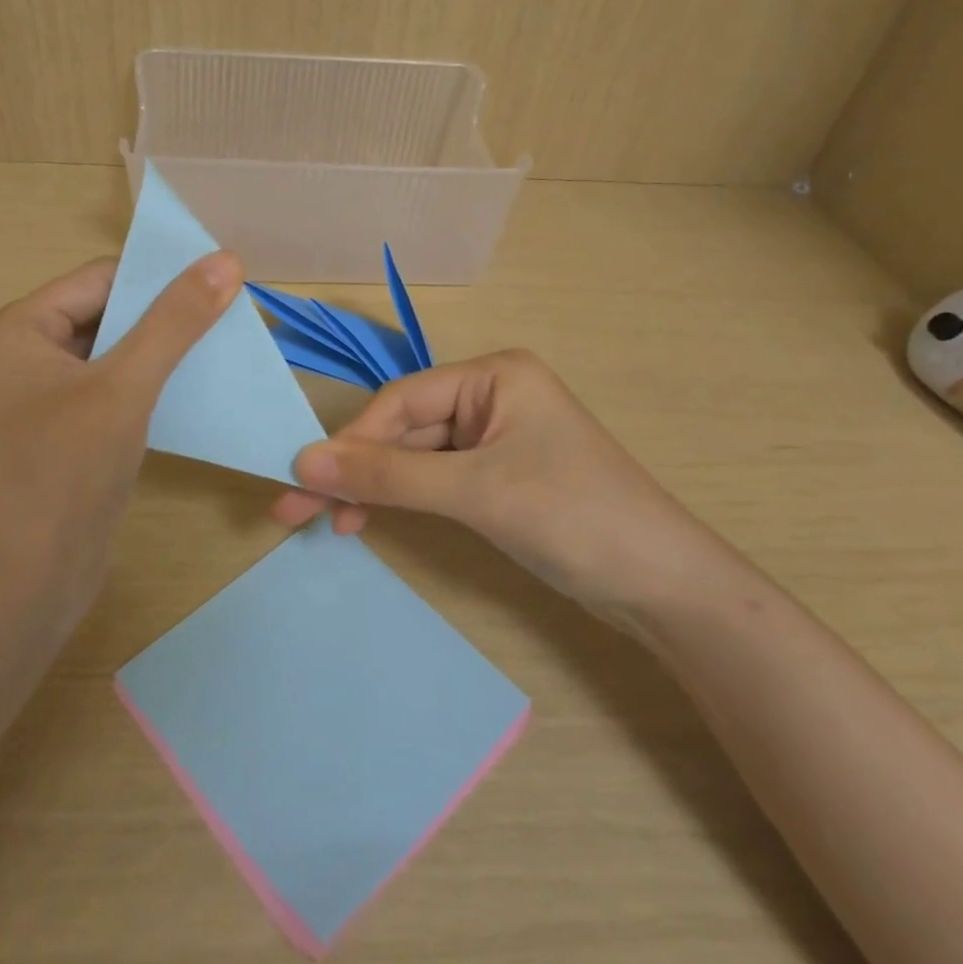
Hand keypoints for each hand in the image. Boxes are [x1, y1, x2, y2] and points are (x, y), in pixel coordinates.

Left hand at [0, 252, 242, 633]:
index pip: (101, 279)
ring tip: (222, 350)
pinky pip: (111, 394)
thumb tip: (226, 260)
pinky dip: (149, 389)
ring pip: (113, 356)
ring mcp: (40, 400)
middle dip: (165, 318)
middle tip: (231, 318)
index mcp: (18, 329)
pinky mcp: (62, 437)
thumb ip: (175, 321)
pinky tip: (194, 393)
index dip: (161, 277)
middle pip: (107, 315)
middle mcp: (23, 356)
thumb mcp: (125, 386)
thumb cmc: (62, 472)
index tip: (223, 283)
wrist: (22, 585)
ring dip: (162, 354)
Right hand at [270, 350, 729, 619]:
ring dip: (374, 488)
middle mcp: (492, 397)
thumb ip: (388, 477)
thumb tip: (302, 462)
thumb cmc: (574, 517)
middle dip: (356, 470)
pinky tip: (370, 519)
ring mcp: (496, 439)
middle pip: (405, 429)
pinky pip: (436, 479)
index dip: (352, 441)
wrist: (664, 587)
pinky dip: (404, 500)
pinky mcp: (499, 477)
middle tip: (298, 508)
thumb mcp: (475, 492)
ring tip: (328, 522)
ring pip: (416, 457)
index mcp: (494, 375)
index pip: (402, 402)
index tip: (303, 479)